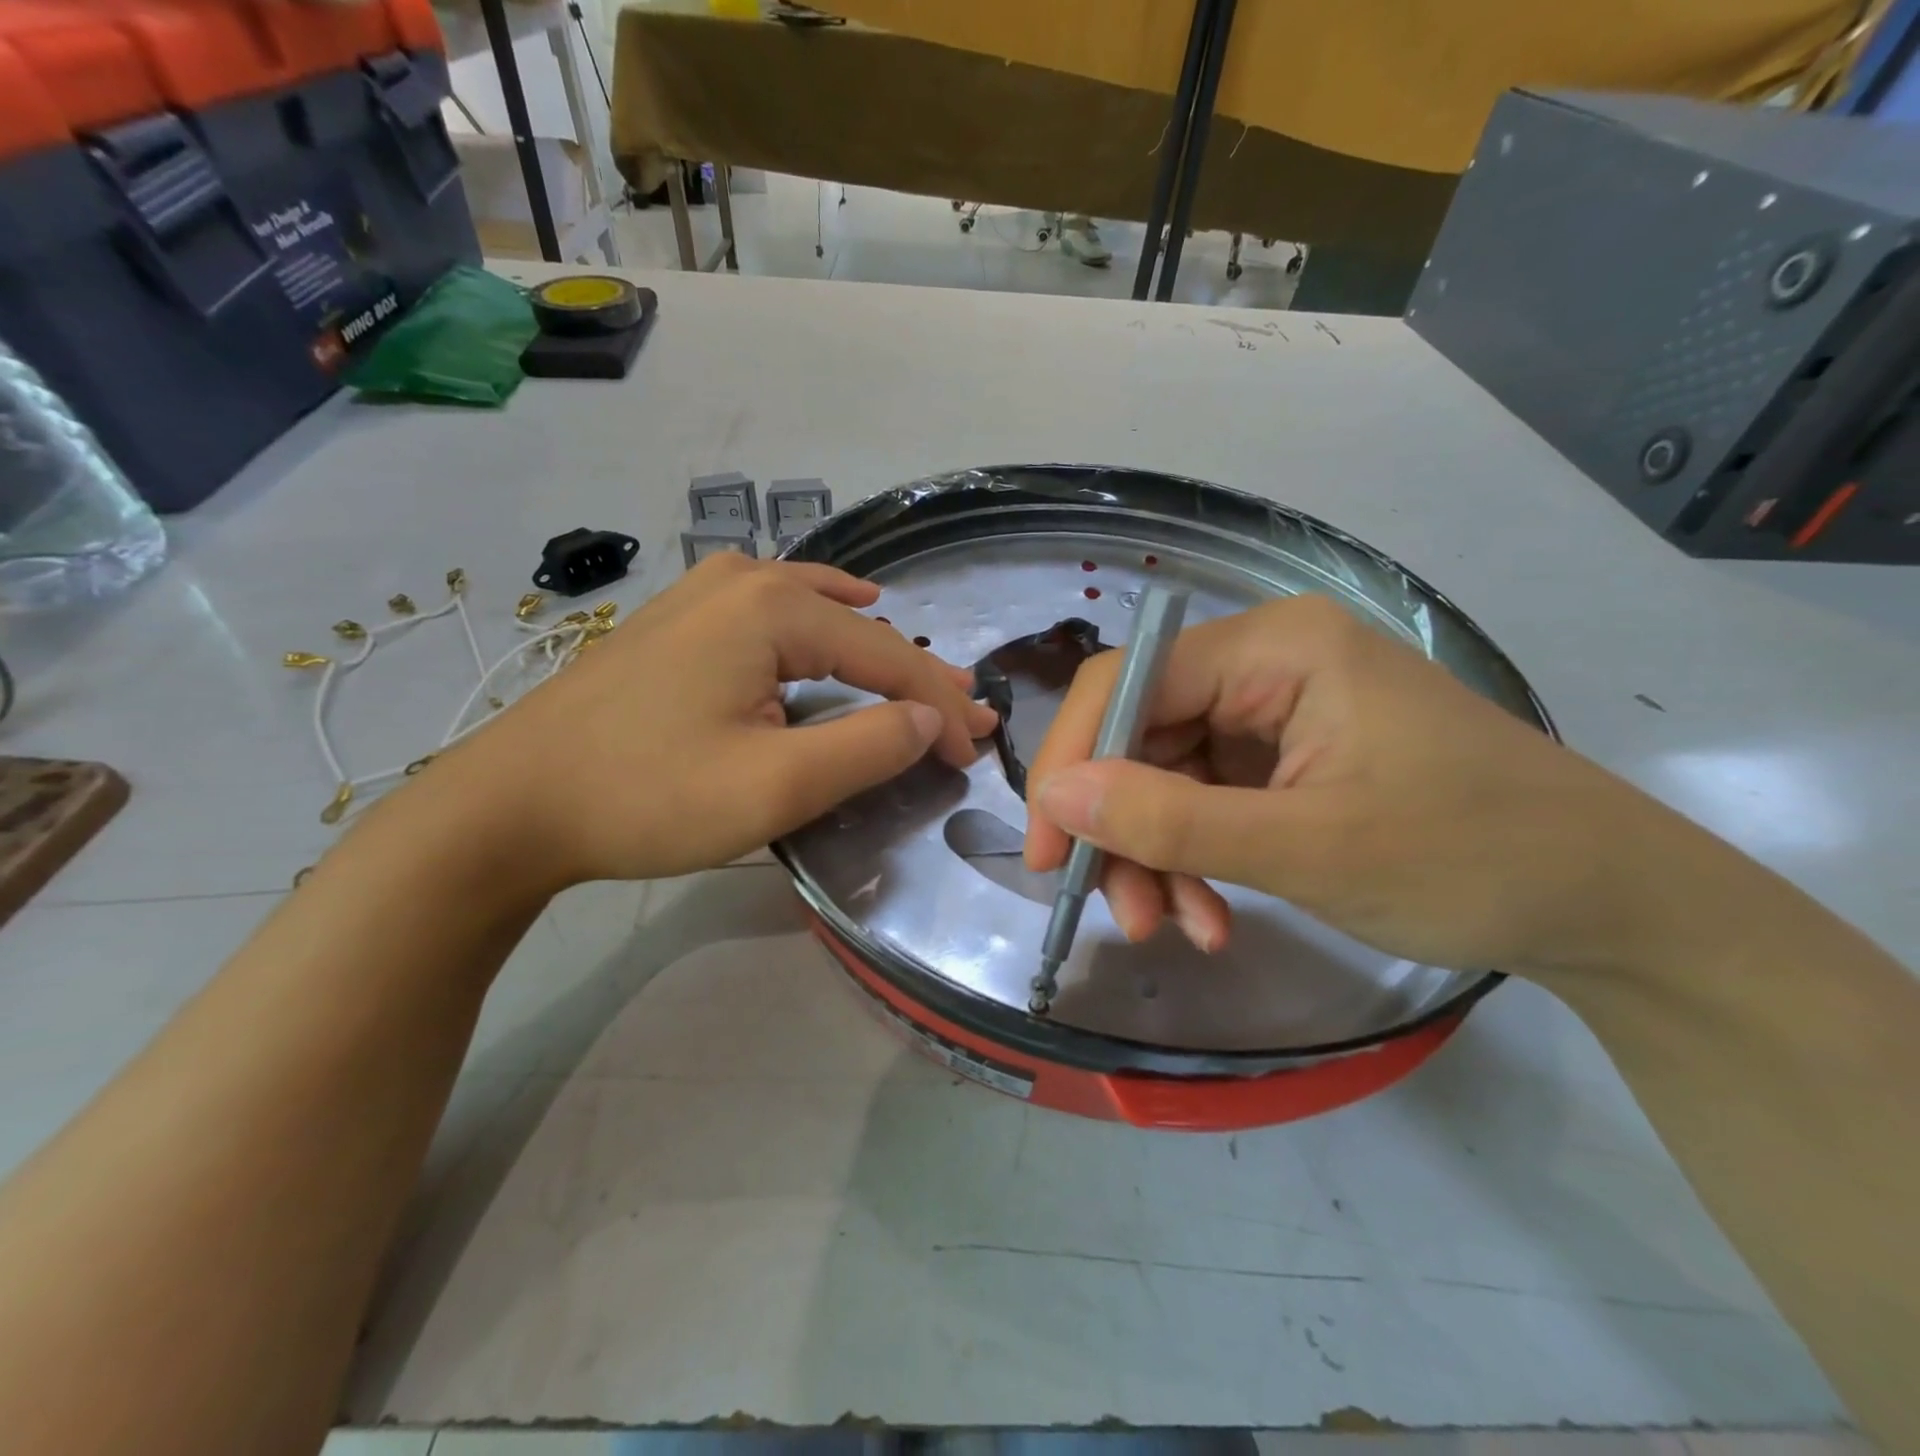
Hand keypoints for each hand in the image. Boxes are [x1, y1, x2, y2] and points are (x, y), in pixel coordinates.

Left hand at [436, 555, 998, 888]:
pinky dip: (823, 625)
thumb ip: (866, 749)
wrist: (511, 802)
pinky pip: (777, 609)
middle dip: (917, 678)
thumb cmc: (646, 796)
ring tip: (921, 676)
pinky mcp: (679, 618)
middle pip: (857, 631)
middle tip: (968, 714)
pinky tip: (838, 613)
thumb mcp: (773, 787)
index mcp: (773, 609)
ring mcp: (704, 591)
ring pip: (820, 614)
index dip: (939, 708)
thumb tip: (928, 721)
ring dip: (875, 651)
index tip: (973, 753)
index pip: (887, 659)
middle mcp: (744, 580)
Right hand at [1024, 594, 1686, 976]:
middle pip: (1141, 735)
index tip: (1050, 853)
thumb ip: (1169, 820)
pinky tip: (1213, 918)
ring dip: (1158, 858)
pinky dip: (1195, 863)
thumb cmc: (1472, 858)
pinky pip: (1203, 803)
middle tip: (1122, 914)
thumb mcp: (1308, 848)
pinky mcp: (1284, 762)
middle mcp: (1264, 664)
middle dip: (1123, 829)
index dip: (1072, 763)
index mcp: (1275, 646)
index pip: (1128, 682)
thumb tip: (1055, 796)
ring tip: (1178, 931)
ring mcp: (1274, 714)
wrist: (1609, 907)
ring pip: (1165, 778)